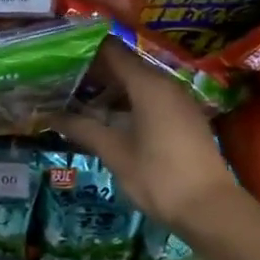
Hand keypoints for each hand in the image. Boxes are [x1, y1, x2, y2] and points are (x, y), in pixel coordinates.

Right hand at [52, 40, 240, 232]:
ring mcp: (177, 100)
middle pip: (124, 65)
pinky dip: (125, 102)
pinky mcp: (183, 117)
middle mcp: (165, 83)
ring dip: (108, 89)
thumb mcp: (115, 153)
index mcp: (148, 84)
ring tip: (75, 100)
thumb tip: (49, 115)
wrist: (210, 208)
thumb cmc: (158, 177)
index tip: (57, 57)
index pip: (111, 50)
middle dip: (92, 72)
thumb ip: (83, 128)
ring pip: (136, 82)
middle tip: (59, 81)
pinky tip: (105, 119)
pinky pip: (149, 98)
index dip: (83, 50)